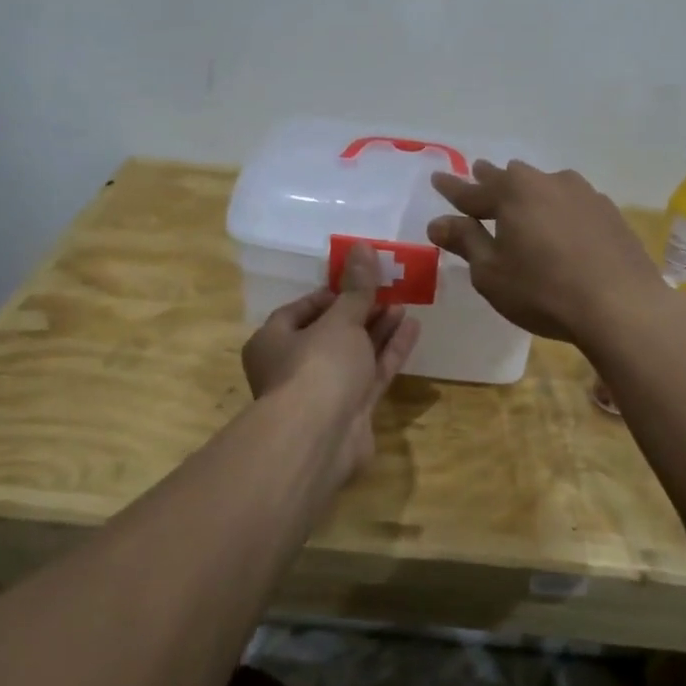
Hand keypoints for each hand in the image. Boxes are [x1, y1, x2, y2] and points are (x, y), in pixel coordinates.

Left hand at [241, 243, 420, 484]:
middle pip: (330, 332)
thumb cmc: (318, 366)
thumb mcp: (340, 320)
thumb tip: (363, 247)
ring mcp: (323, 392)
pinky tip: (412, 328)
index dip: (331, 294)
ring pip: (354, 354)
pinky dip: (389, 352)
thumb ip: (357, 288)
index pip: (301, 310)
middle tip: (389, 290)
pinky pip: (371, 374)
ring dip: (378, 329)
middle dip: (360, 311)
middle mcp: (294, 366)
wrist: (320, 438)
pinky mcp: (350, 412)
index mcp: (273, 341)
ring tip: (405, 304)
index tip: (358, 280)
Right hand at [427, 160, 667, 343]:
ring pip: (544, 185)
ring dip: (528, 191)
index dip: (451, 188)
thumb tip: (438, 222)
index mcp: (513, 193)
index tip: (437, 177)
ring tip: (520, 197)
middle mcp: (547, 182)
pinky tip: (560, 222)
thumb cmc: (543, 291)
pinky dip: (557, 208)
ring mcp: (583, 194)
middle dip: (490, 179)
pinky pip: (571, 202)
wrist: (621, 305)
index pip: (471, 190)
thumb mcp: (491, 273)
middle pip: (510, 178)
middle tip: (477, 174)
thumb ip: (465, 242)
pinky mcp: (609, 212)